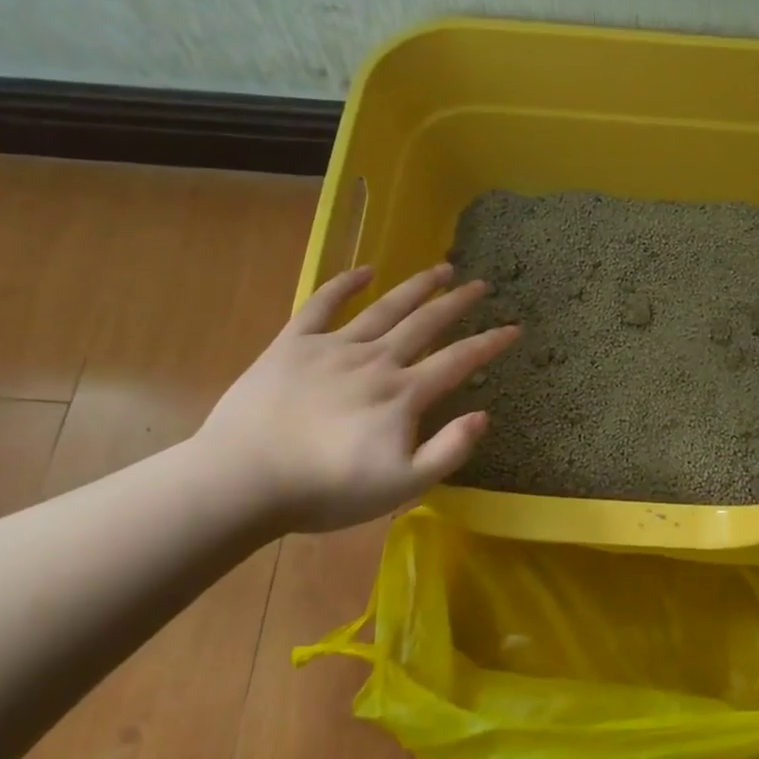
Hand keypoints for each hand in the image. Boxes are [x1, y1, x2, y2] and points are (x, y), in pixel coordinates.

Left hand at [194, 264, 519, 532]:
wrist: (243, 480)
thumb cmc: (325, 491)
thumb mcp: (401, 487)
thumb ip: (448, 451)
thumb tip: (483, 414)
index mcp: (403, 393)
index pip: (458, 361)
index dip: (490, 343)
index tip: (514, 327)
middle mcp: (375, 360)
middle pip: (426, 323)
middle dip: (457, 302)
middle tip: (480, 284)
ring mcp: (333, 347)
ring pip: (385, 308)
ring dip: (416, 286)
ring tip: (440, 268)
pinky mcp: (293, 344)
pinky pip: (321, 305)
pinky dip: (344, 284)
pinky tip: (364, 271)